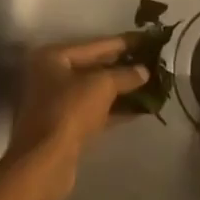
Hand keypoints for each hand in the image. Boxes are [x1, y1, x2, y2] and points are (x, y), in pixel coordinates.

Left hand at [1, 36, 148, 199]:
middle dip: (124, 66)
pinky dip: (116, 109)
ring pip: (96, 91)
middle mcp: (51, 75)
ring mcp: (57, 102)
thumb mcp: (101, 85)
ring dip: (122, 89)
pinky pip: (96, 111)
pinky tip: (142, 108)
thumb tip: (144, 71)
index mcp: (53, 57)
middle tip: (153, 61)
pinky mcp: (66, 126)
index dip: (123, 42)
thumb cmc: (70, 111)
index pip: (94, 44)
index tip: (148, 39)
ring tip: (153, 84)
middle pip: (94, 67)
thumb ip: (124, 75)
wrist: (46, 161)